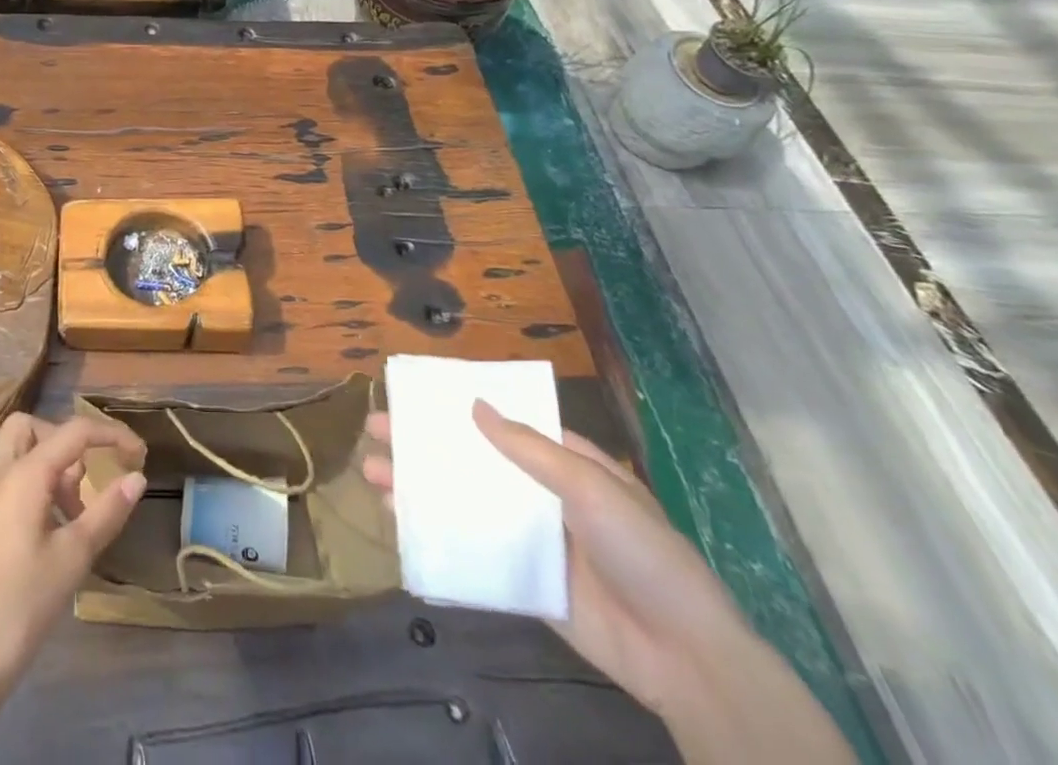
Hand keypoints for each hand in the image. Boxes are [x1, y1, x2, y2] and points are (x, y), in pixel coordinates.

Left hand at [0, 414, 146, 763]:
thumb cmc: (21, 604)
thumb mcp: (74, 557)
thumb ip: (107, 511)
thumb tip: (137, 477)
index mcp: (24, 473)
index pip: (74, 431)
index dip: (111, 435)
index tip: (140, 454)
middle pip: (32, 427)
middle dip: (66, 440)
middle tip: (88, 479)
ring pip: (18, 451)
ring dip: (50, 464)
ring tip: (74, 513)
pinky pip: (8, 477)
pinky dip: (33, 484)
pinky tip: (51, 530)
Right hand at [363, 402, 854, 764]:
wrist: (685, 659)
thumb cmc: (642, 553)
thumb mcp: (592, 487)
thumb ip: (532, 450)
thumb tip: (475, 405)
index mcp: (562, 464)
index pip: (500, 423)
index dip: (456, 408)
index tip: (412, 397)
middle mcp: (539, 495)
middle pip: (470, 462)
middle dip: (421, 447)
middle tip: (374, 432)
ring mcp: (528, 539)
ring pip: (461, 503)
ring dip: (418, 488)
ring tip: (372, 476)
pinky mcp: (520, 580)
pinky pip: (469, 551)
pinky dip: (434, 536)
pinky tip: (399, 525)